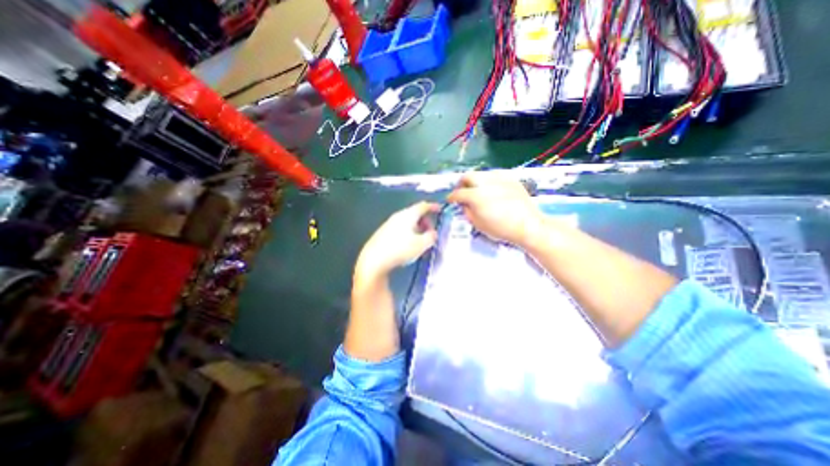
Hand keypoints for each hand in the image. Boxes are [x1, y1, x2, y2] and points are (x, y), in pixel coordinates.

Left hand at [352, 201, 440, 279]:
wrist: (374, 260)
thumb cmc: (400, 249)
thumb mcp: (421, 244)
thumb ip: (431, 237)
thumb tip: (433, 233)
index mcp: (408, 215)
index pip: (423, 206)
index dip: (433, 207)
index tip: (440, 209)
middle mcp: (398, 216)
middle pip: (415, 214)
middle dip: (425, 221)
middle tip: (431, 232)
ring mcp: (389, 224)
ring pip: (407, 222)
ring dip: (417, 228)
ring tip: (421, 241)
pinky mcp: (383, 233)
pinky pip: (400, 229)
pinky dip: (408, 233)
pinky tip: (408, 245)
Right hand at [447, 171, 546, 245]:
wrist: (527, 224)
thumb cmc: (501, 228)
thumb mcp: (478, 224)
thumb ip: (467, 212)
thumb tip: (464, 204)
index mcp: (475, 196)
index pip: (458, 193)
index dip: (451, 197)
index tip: (450, 200)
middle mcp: (485, 182)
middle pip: (468, 176)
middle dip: (462, 183)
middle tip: (462, 191)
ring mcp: (499, 178)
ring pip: (481, 173)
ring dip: (475, 180)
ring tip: (477, 189)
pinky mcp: (510, 178)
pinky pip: (494, 175)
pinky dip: (488, 180)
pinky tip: (491, 189)